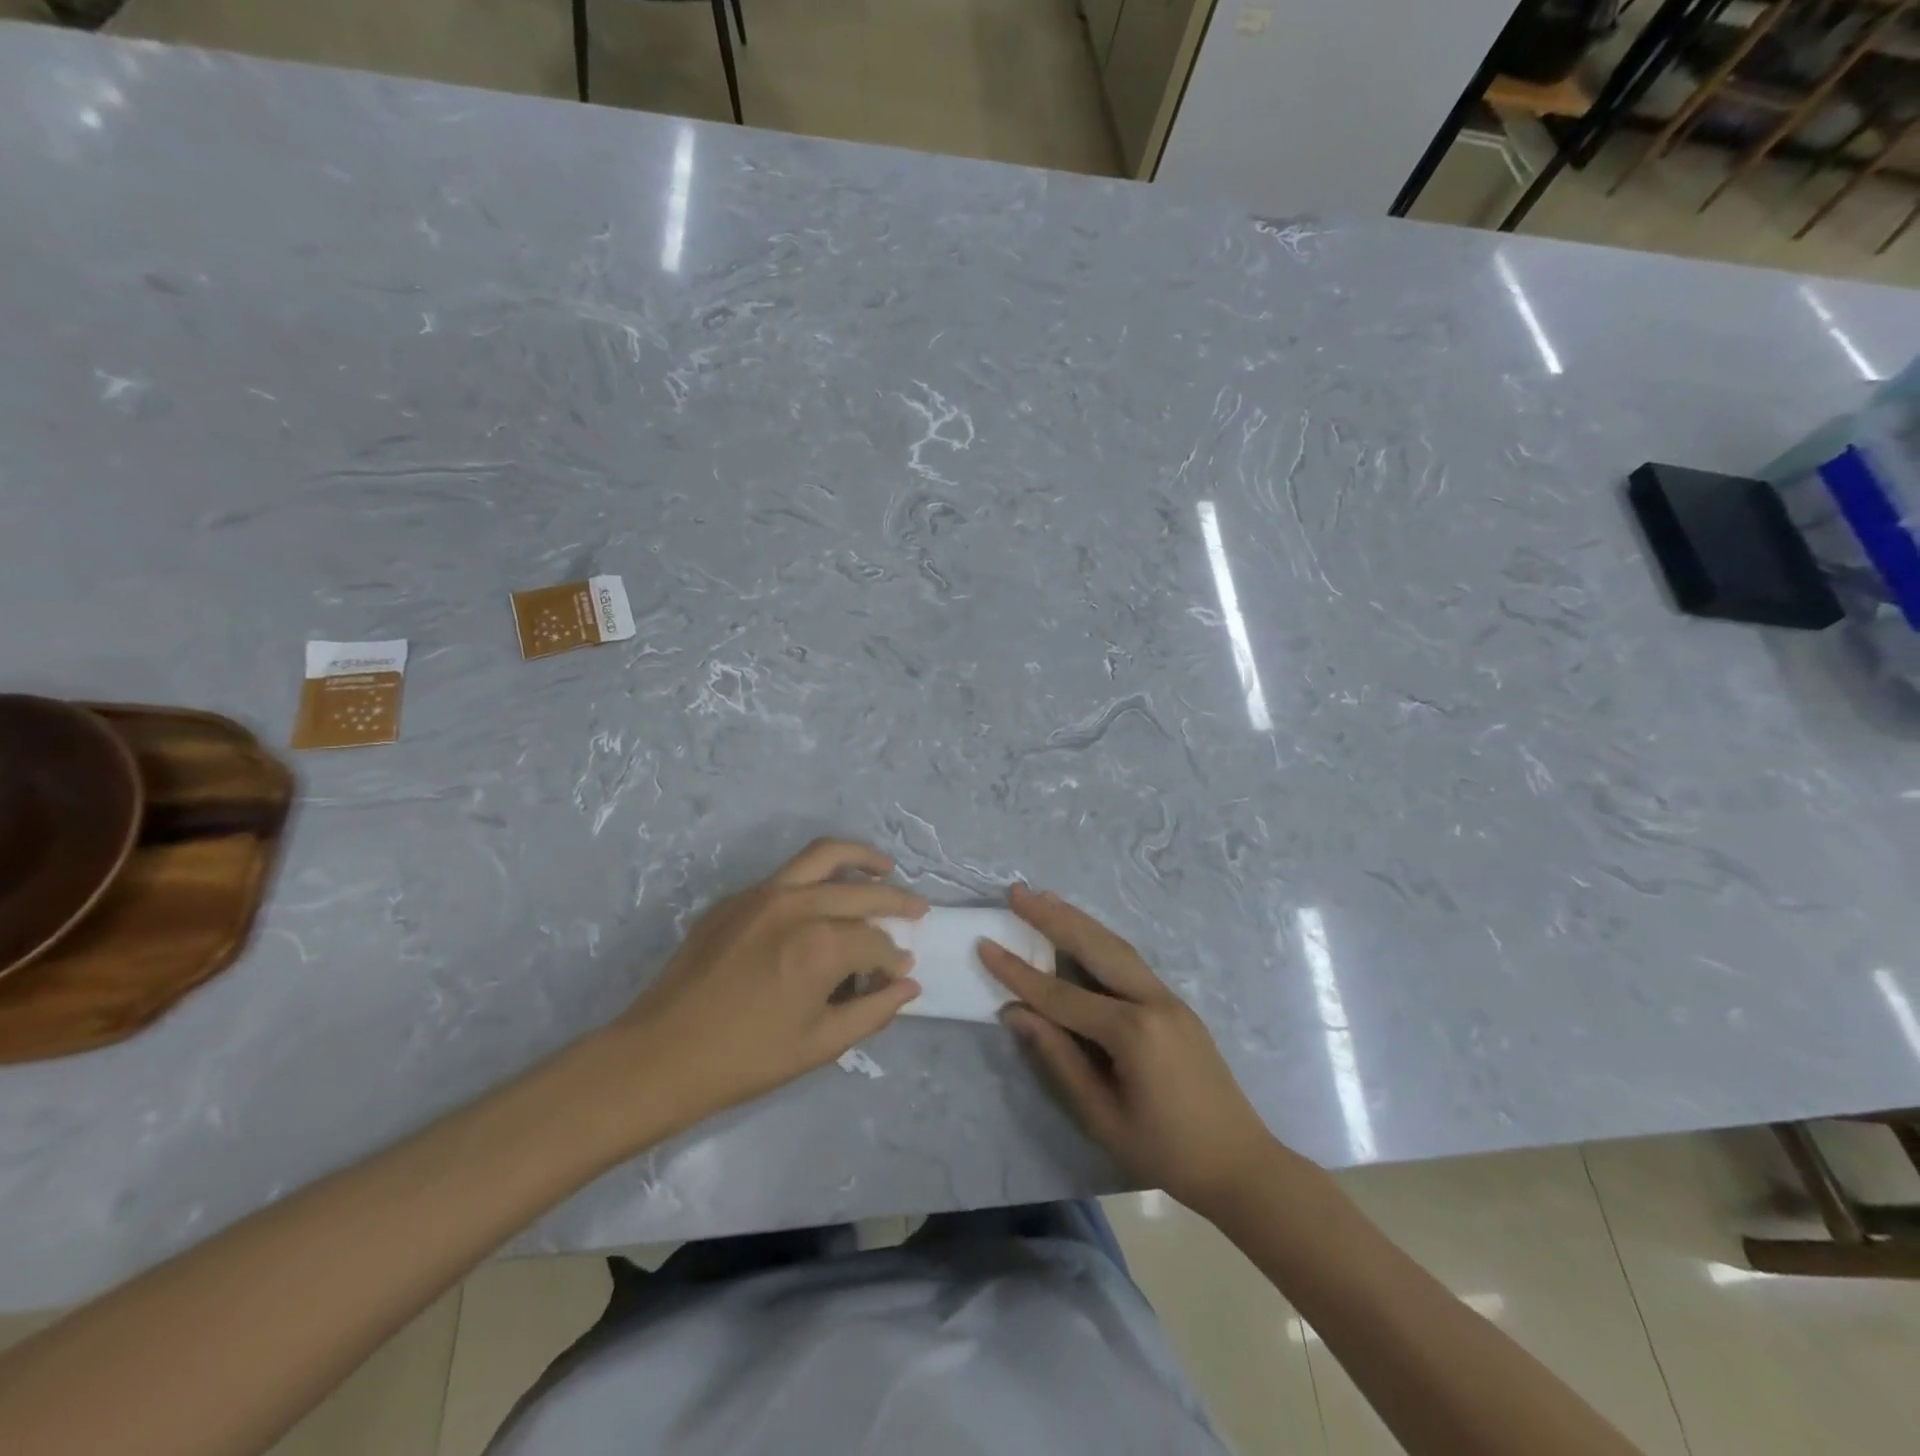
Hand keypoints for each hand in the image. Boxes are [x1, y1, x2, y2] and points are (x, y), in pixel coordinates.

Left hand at [609, 839, 926, 1128]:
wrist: (659, 1056)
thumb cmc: (746, 1059)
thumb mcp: (820, 1045)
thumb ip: (873, 1011)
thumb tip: (908, 985)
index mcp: (821, 945)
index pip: (876, 941)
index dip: (893, 960)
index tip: (899, 974)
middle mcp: (797, 905)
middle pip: (861, 890)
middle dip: (896, 901)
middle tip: (917, 911)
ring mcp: (762, 894)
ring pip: (824, 856)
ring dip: (861, 859)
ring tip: (885, 867)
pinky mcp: (735, 898)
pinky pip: (787, 875)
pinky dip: (817, 877)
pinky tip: (823, 898)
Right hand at [979, 885, 1276, 1217]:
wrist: (1241, 1165)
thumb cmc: (1165, 1152)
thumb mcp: (1101, 1114)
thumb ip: (1058, 1057)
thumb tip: (1014, 1013)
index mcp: (1132, 1031)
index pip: (1061, 995)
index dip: (1018, 973)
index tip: (985, 943)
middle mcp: (1152, 1001)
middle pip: (1094, 947)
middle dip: (1052, 918)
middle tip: (1017, 892)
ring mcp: (1169, 998)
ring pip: (1116, 946)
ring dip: (1078, 920)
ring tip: (1045, 898)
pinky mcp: (1176, 1004)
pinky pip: (1131, 961)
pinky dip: (1101, 940)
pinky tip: (1083, 932)